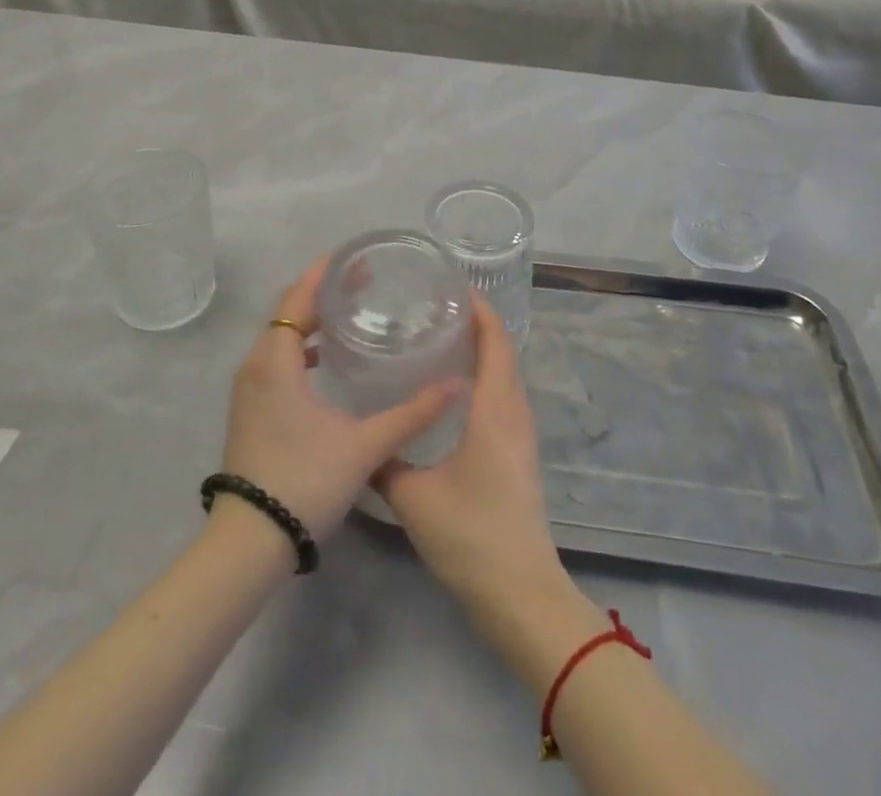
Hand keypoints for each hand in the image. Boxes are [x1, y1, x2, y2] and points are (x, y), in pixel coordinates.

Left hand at [220, 258, 462, 539]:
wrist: (250, 542)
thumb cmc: (304, 482)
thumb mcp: (364, 446)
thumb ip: (411, 414)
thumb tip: (455, 385)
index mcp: (276, 361)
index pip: (296, 299)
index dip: (323, 275)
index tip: (354, 259)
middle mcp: (256, 365)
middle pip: (286, 311)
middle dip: (321, 292)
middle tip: (362, 281)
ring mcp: (248, 389)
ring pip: (279, 336)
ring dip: (309, 319)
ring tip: (348, 312)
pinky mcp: (250, 409)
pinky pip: (275, 359)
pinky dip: (299, 347)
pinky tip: (325, 358)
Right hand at [372, 307, 568, 618]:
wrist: (520, 595)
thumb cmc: (470, 535)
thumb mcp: (414, 497)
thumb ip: (384, 463)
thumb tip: (358, 442)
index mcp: (495, 410)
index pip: (496, 342)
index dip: (479, 310)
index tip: (451, 287)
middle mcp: (514, 413)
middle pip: (504, 353)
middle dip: (476, 325)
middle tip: (435, 310)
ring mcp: (521, 436)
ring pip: (505, 377)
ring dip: (483, 352)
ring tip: (441, 340)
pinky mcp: (519, 456)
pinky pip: (505, 399)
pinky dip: (485, 380)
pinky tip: (454, 392)